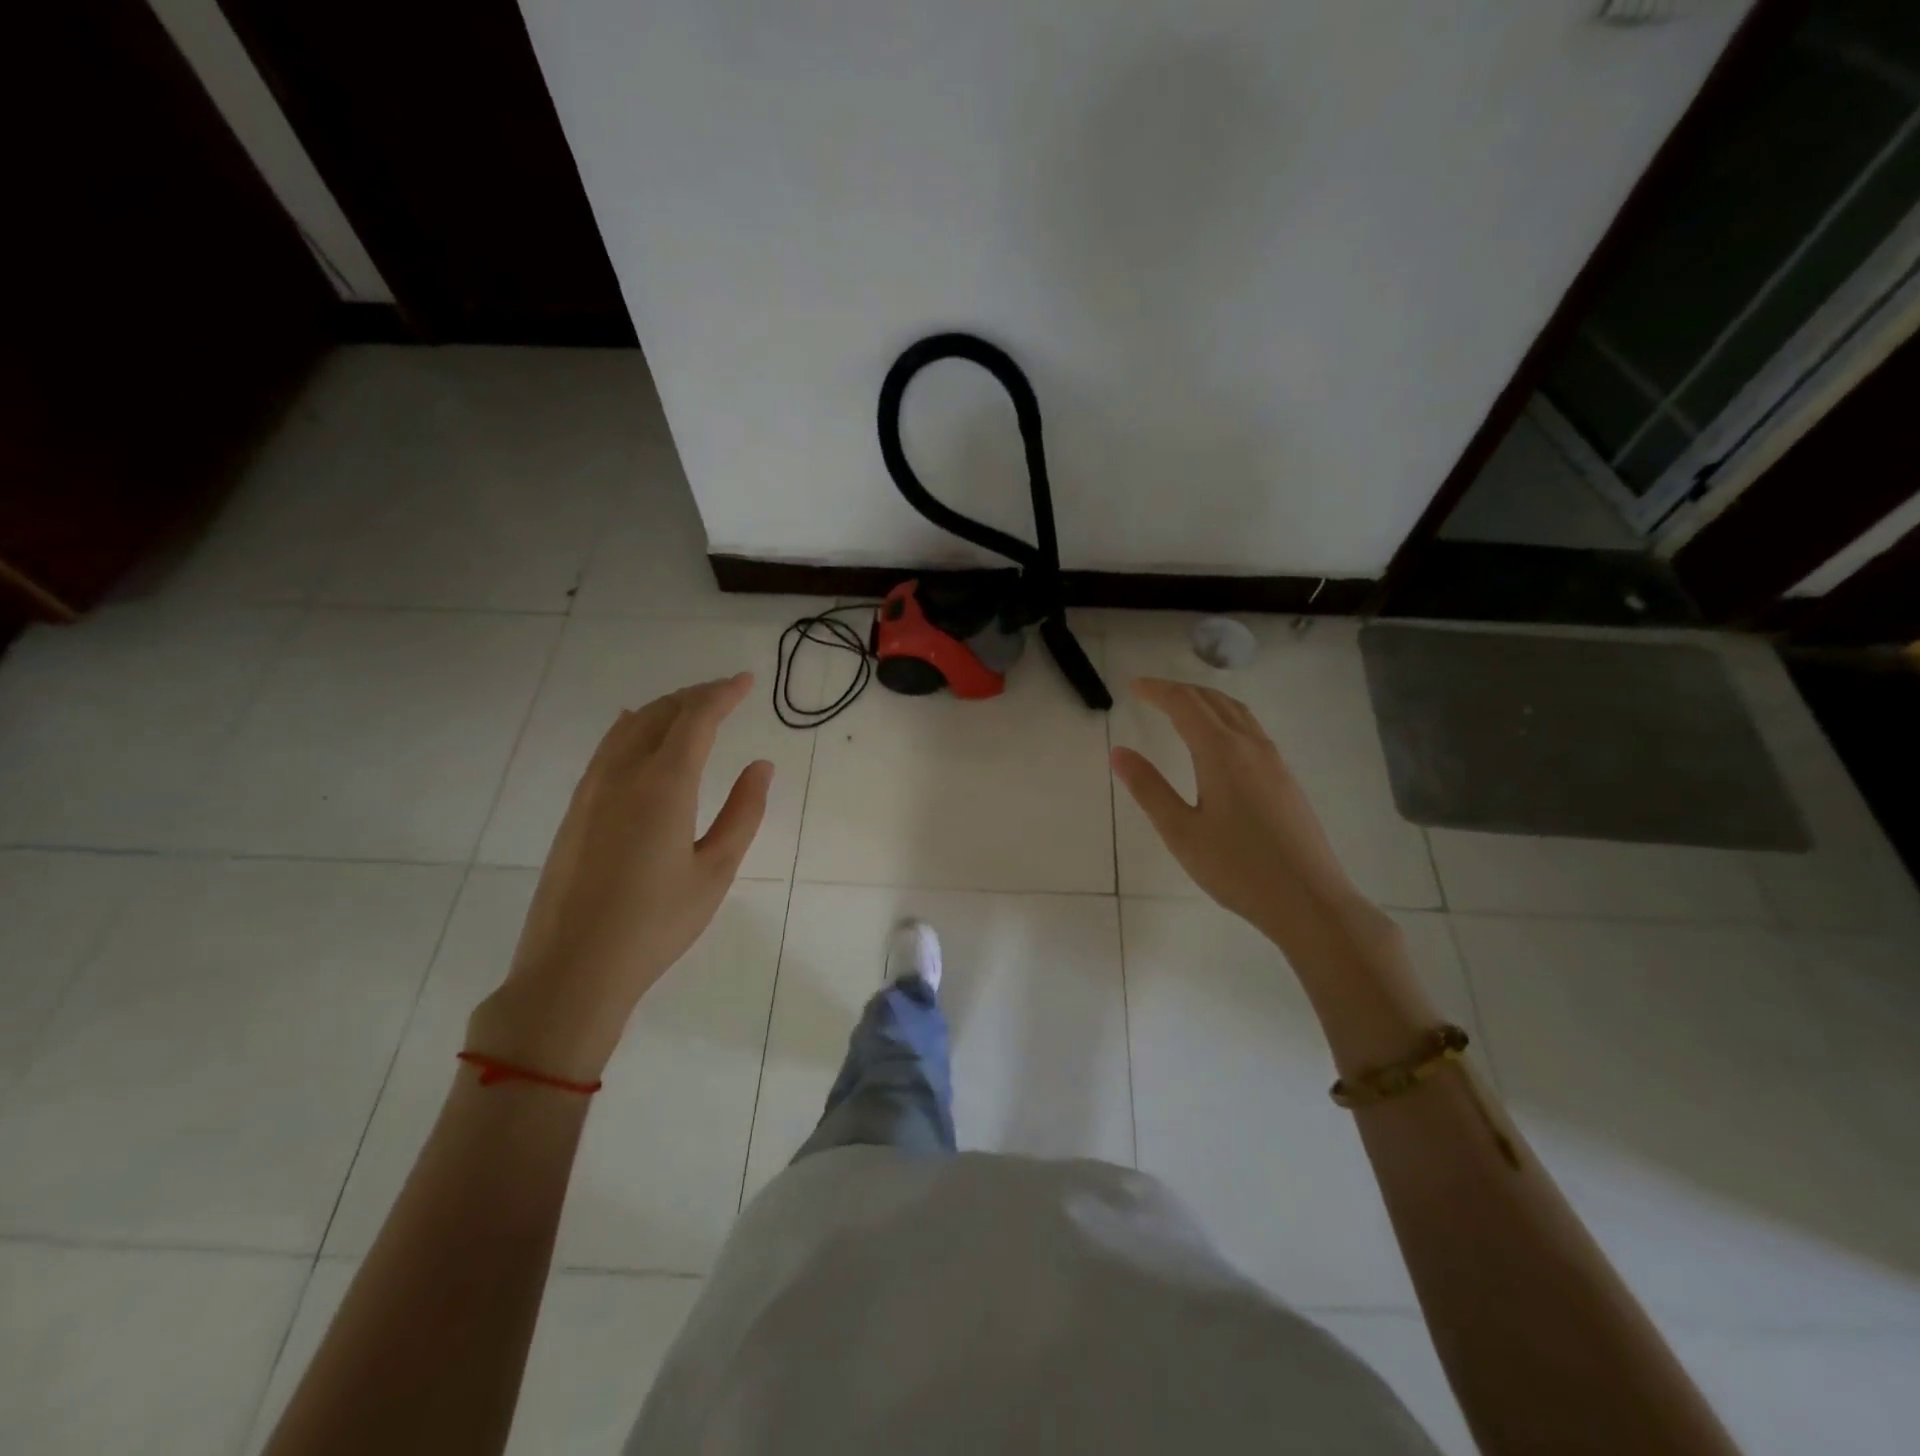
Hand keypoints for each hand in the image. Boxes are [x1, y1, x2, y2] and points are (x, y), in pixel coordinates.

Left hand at [467, 674, 772, 1082]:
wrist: (573, 969)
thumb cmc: (657, 923)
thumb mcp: (716, 870)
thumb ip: (744, 812)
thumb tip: (761, 766)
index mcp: (664, 785)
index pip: (696, 719)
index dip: (723, 694)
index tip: (746, 681)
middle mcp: (623, 775)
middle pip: (660, 713)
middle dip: (696, 695)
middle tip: (726, 692)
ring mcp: (592, 790)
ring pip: (629, 727)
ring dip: (664, 708)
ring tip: (690, 707)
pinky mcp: (575, 810)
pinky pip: (607, 748)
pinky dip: (632, 728)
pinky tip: (637, 730)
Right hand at [1110, 677, 1377, 945]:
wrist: (1309, 900)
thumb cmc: (1237, 868)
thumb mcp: (1181, 832)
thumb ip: (1149, 789)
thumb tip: (1119, 752)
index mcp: (1221, 753)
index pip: (1185, 705)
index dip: (1158, 690)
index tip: (1133, 686)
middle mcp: (1251, 746)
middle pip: (1213, 701)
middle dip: (1180, 690)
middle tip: (1151, 692)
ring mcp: (1274, 761)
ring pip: (1238, 712)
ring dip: (1206, 700)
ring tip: (1182, 706)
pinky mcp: (1286, 779)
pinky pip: (1252, 729)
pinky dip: (1227, 717)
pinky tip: (1220, 740)